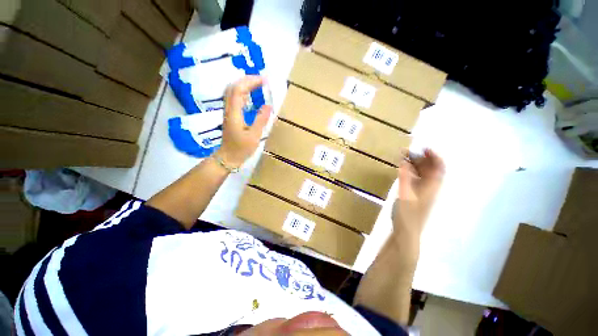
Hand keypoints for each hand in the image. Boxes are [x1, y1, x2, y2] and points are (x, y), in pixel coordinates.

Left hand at [216, 76, 271, 166]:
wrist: (228, 157)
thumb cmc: (241, 149)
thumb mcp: (254, 136)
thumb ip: (261, 120)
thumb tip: (268, 106)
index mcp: (234, 113)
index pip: (239, 90)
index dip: (251, 82)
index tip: (264, 80)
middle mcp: (229, 109)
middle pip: (233, 87)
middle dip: (248, 80)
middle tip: (262, 80)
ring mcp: (229, 112)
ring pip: (233, 92)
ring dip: (245, 85)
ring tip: (258, 84)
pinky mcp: (231, 115)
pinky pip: (235, 99)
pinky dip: (244, 93)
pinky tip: (251, 95)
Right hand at [392, 149, 444, 239]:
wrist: (407, 232)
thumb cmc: (407, 214)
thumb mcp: (405, 194)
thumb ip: (405, 177)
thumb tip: (405, 161)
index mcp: (431, 186)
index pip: (439, 167)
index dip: (434, 156)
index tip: (424, 147)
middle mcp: (430, 187)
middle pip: (431, 169)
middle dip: (421, 158)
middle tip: (407, 152)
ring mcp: (423, 192)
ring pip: (423, 174)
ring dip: (415, 164)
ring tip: (403, 158)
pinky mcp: (416, 195)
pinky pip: (416, 179)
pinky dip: (411, 172)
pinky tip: (403, 171)